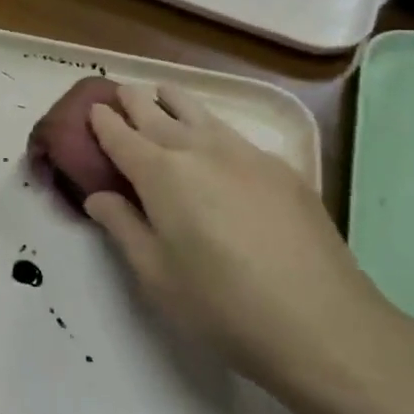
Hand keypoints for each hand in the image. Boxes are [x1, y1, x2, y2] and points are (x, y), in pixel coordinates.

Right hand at [84, 84, 403, 413]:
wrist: (321, 322)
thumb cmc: (221, 305)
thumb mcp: (156, 275)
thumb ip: (123, 228)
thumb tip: (98, 196)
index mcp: (162, 175)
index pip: (122, 138)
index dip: (104, 123)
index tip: (93, 109)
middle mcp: (201, 151)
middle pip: (159, 116)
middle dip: (135, 103)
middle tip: (121, 92)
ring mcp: (246, 155)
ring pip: (202, 115)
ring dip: (176, 102)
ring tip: (164, 93)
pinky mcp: (282, 169)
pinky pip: (234, 134)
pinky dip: (212, 126)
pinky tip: (215, 138)